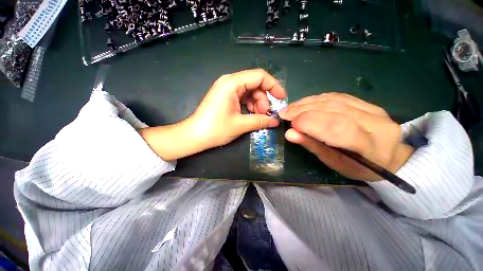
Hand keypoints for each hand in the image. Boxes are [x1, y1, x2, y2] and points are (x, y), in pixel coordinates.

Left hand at [139, 69, 285, 160]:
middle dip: (263, 100)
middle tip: (266, 115)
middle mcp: (229, 82)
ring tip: (259, 118)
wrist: (194, 136)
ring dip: (257, 105)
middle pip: (255, 85)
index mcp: (232, 83)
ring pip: (250, 93)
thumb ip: (260, 121)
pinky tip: (251, 116)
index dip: (273, 86)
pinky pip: (243, 98)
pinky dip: (250, 107)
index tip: (281, 98)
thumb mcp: (240, 125)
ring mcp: (227, 90)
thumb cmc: (215, 129)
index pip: (259, 76)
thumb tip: (275, 122)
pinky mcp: (226, 98)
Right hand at [278, 93, 413, 180]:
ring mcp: (372, 108)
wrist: (389, 156)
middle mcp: (375, 122)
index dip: (311, 124)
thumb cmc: (360, 167)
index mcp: (370, 145)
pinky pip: (337, 96)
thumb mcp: (335, 163)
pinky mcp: (366, 102)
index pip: (338, 128)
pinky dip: (316, 99)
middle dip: (304, 111)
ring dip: (307, 103)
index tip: (290, 125)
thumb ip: (313, 146)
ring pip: (334, 100)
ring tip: (291, 108)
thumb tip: (290, 134)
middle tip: (285, 113)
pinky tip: (304, 103)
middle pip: (334, 110)